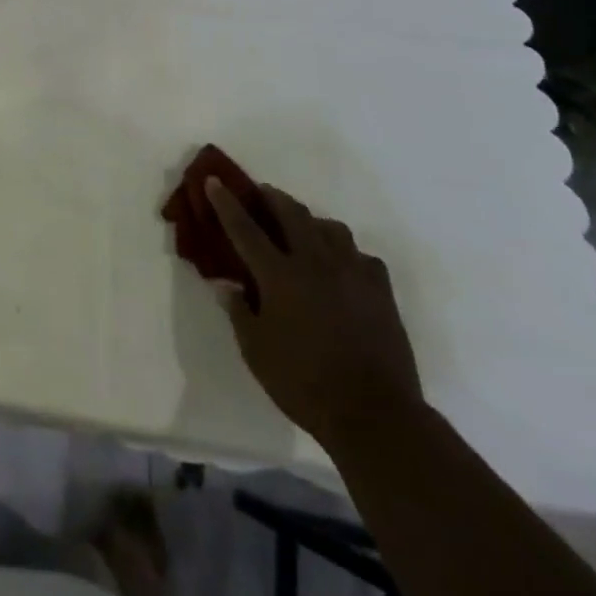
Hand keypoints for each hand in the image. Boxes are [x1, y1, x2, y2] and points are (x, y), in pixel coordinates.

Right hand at [204, 179, 423, 451]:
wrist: (376, 415)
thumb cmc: (305, 383)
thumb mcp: (257, 352)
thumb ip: (239, 312)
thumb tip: (226, 285)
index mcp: (280, 276)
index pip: (245, 228)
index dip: (226, 202)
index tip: (214, 180)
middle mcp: (315, 263)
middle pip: (291, 213)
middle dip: (272, 197)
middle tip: (260, 193)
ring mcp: (352, 273)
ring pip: (330, 227)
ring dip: (311, 221)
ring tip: (303, 230)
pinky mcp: (381, 290)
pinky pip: (361, 256)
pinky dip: (346, 253)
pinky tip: (342, 267)